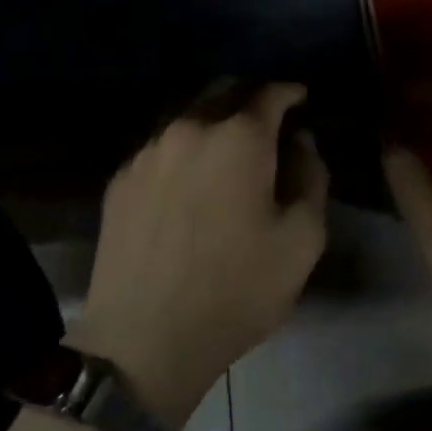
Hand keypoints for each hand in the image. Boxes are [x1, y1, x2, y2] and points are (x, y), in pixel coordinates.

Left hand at [68, 81, 327, 430]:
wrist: (145, 339)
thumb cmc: (237, 290)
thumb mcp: (302, 240)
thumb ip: (311, 177)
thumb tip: (300, 141)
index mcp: (238, 138)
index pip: (269, 93)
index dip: (290, 92)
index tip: (301, 99)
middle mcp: (189, 129)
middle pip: (222, 91)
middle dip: (249, 97)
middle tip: (266, 120)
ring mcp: (147, 152)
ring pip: (186, 115)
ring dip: (212, 120)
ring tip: (226, 146)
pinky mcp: (120, 179)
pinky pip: (160, 146)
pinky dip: (182, 148)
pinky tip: (188, 177)